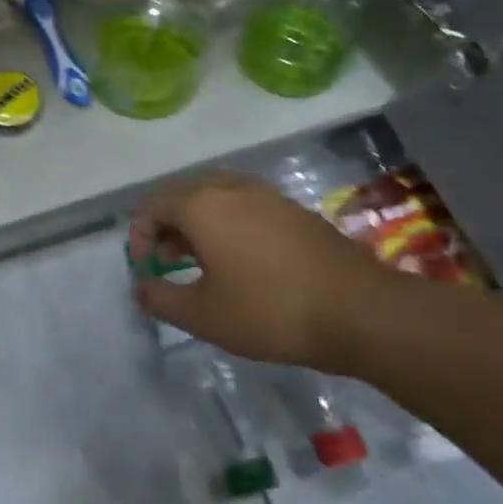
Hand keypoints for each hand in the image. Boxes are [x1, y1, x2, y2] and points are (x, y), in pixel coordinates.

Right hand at [127, 173, 399, 369]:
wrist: (363, 313)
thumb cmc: (270, 311)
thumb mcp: (203, 316)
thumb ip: (160, 298)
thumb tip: (141, 287)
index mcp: (203, 205)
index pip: (152, 205)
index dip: (138, 236)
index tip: (145, 269)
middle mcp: (232, 188)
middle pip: (182, 193)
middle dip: (166, 224)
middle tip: (165, 259)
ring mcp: (269, 195)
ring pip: (215, 195)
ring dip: (196, 222)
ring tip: (198, 259)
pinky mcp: (295, 210)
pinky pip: (244, 204)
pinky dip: (227, 222)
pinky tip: (238, 259)